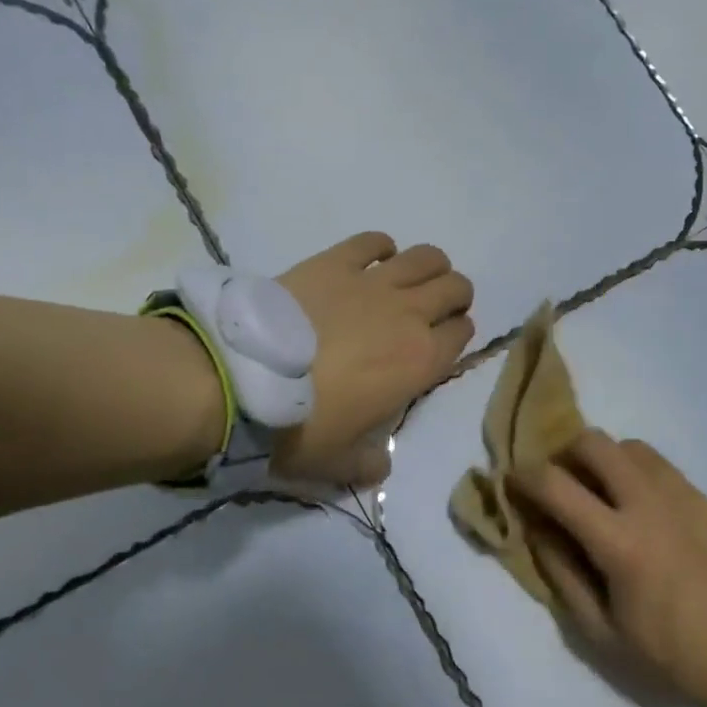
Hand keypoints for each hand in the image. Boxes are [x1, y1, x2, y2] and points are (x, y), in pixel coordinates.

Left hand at [271, 232, 473, 486]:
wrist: (245, 380)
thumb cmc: (301, 427)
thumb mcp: (340, 463)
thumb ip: (369, 463)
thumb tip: (380, 464)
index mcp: (420, 361)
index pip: (462, 334)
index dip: (456, 335)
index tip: (440, 343)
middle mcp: (407, 314)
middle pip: (454, 288)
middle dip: (453, 297)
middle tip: (431, 310)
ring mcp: (372, 282)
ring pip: (425, 257)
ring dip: (429, 266)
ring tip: (411, 280)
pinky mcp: (334, 261)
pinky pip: (372, 241)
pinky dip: (380, 247)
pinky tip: (371, 260)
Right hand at [510, 430, 706, 706]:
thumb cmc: (681, 657)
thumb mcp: (607, 637)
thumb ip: (564, 576)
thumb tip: (538, 531)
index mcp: (620, 542)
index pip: (555, 484)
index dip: (523, 477)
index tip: (512, 483)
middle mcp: (649, 503)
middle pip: (594, 442)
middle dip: (563, 454)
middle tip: (559, 485)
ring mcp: (684, 495)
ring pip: (629, 446)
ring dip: (602, 459)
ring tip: (599, 493)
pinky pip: (659, 465)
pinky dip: (634, 470)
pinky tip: (638, 505)